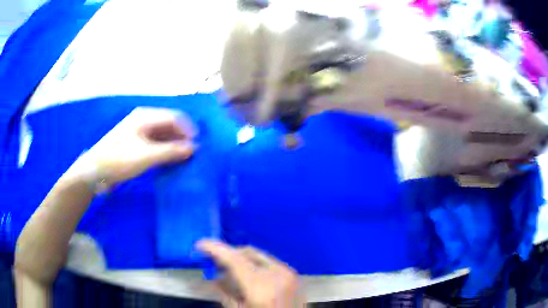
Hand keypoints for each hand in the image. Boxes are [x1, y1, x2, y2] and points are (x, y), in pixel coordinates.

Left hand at [68, 107, 196, 185]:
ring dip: (173, 145)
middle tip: (193, 154)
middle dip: (181, 138)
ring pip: (162, 135)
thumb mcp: (146, 156)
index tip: (198, 145)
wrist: (95, 171)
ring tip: (184, 159)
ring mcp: (139, 132)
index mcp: (145, 116)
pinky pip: (155, 143)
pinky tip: (170, 161)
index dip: (187, 129)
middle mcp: (143, 120)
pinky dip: (164, 151)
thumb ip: (171, 151)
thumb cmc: (119, 160)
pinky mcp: (135, 144)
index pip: (173, 117)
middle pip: (168, 125)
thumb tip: (194, 148)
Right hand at [197, 240, 303, 307]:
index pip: (234, 259)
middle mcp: (277, 274)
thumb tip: (212, 276)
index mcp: (261, 287)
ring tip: (229, 270)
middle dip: (228, 253)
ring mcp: (288, 273)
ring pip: (258, 255)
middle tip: (214, 261)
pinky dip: (255, 264)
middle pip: (246, 252)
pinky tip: (248, 275)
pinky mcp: (294, 276)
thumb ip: (224, 292)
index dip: (215, 248)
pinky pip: (269, 262)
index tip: (200, 245)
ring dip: (241, 258)